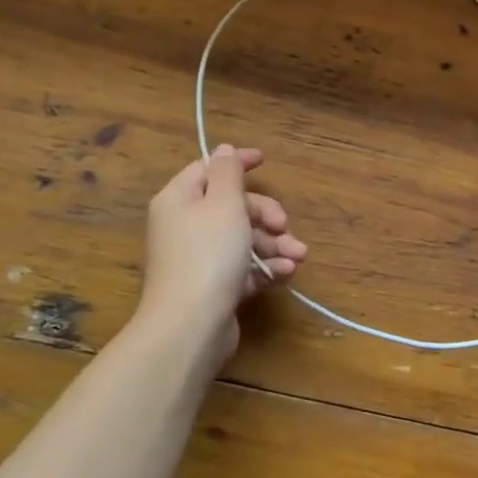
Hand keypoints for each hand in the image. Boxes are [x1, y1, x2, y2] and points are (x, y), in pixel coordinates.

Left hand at [137, 145, 306, 358]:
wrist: (190, 327)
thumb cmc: (208, 255)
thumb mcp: (224, 204)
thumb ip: (228, 173)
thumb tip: (223, 150)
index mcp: (179, 200)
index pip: (208, 169)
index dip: (237, 162)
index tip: (265, 160)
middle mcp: (185, 227)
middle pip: (231, 207)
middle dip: (265, 214)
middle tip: (284, 224)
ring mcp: (198, 260)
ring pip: (242, 240)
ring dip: (273, 244)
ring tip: (298, 256)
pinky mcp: (213, 288)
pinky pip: (243, 268)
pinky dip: (266, 268)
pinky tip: (287, 273)